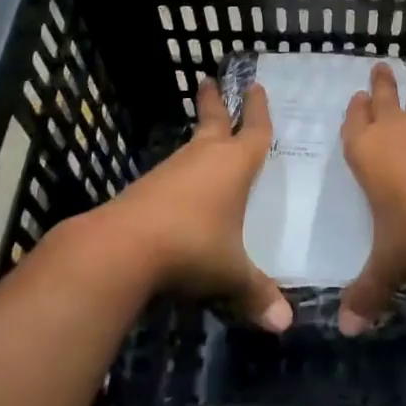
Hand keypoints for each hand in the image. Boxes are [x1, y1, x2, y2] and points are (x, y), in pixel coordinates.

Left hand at [98, 76, 291, 332]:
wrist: (121, 248)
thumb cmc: (192, 246)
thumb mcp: (230, 274)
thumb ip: (257, 294)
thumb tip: (285, 325)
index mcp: (233, 166)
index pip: (254, 131)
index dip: (259, 112)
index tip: (257, 88)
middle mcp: (202, 159)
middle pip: (212, 121)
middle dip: (215, 102)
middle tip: (208, 80)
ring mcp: (171, 171)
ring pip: (190, 146)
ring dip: (199, 137)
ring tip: (205, 137)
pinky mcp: (145, 189)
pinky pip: (172, 173)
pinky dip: (182, 171)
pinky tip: (181, 188)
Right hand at [338, 62, 405, 335]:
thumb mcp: (391, 265)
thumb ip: (368, 293)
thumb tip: (345, 330)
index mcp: (367, 156)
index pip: (354, 127)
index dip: (354, 114)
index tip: (356, 96)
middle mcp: (396, 139)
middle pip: (385, 105)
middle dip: (381, 87)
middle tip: (380, 67)